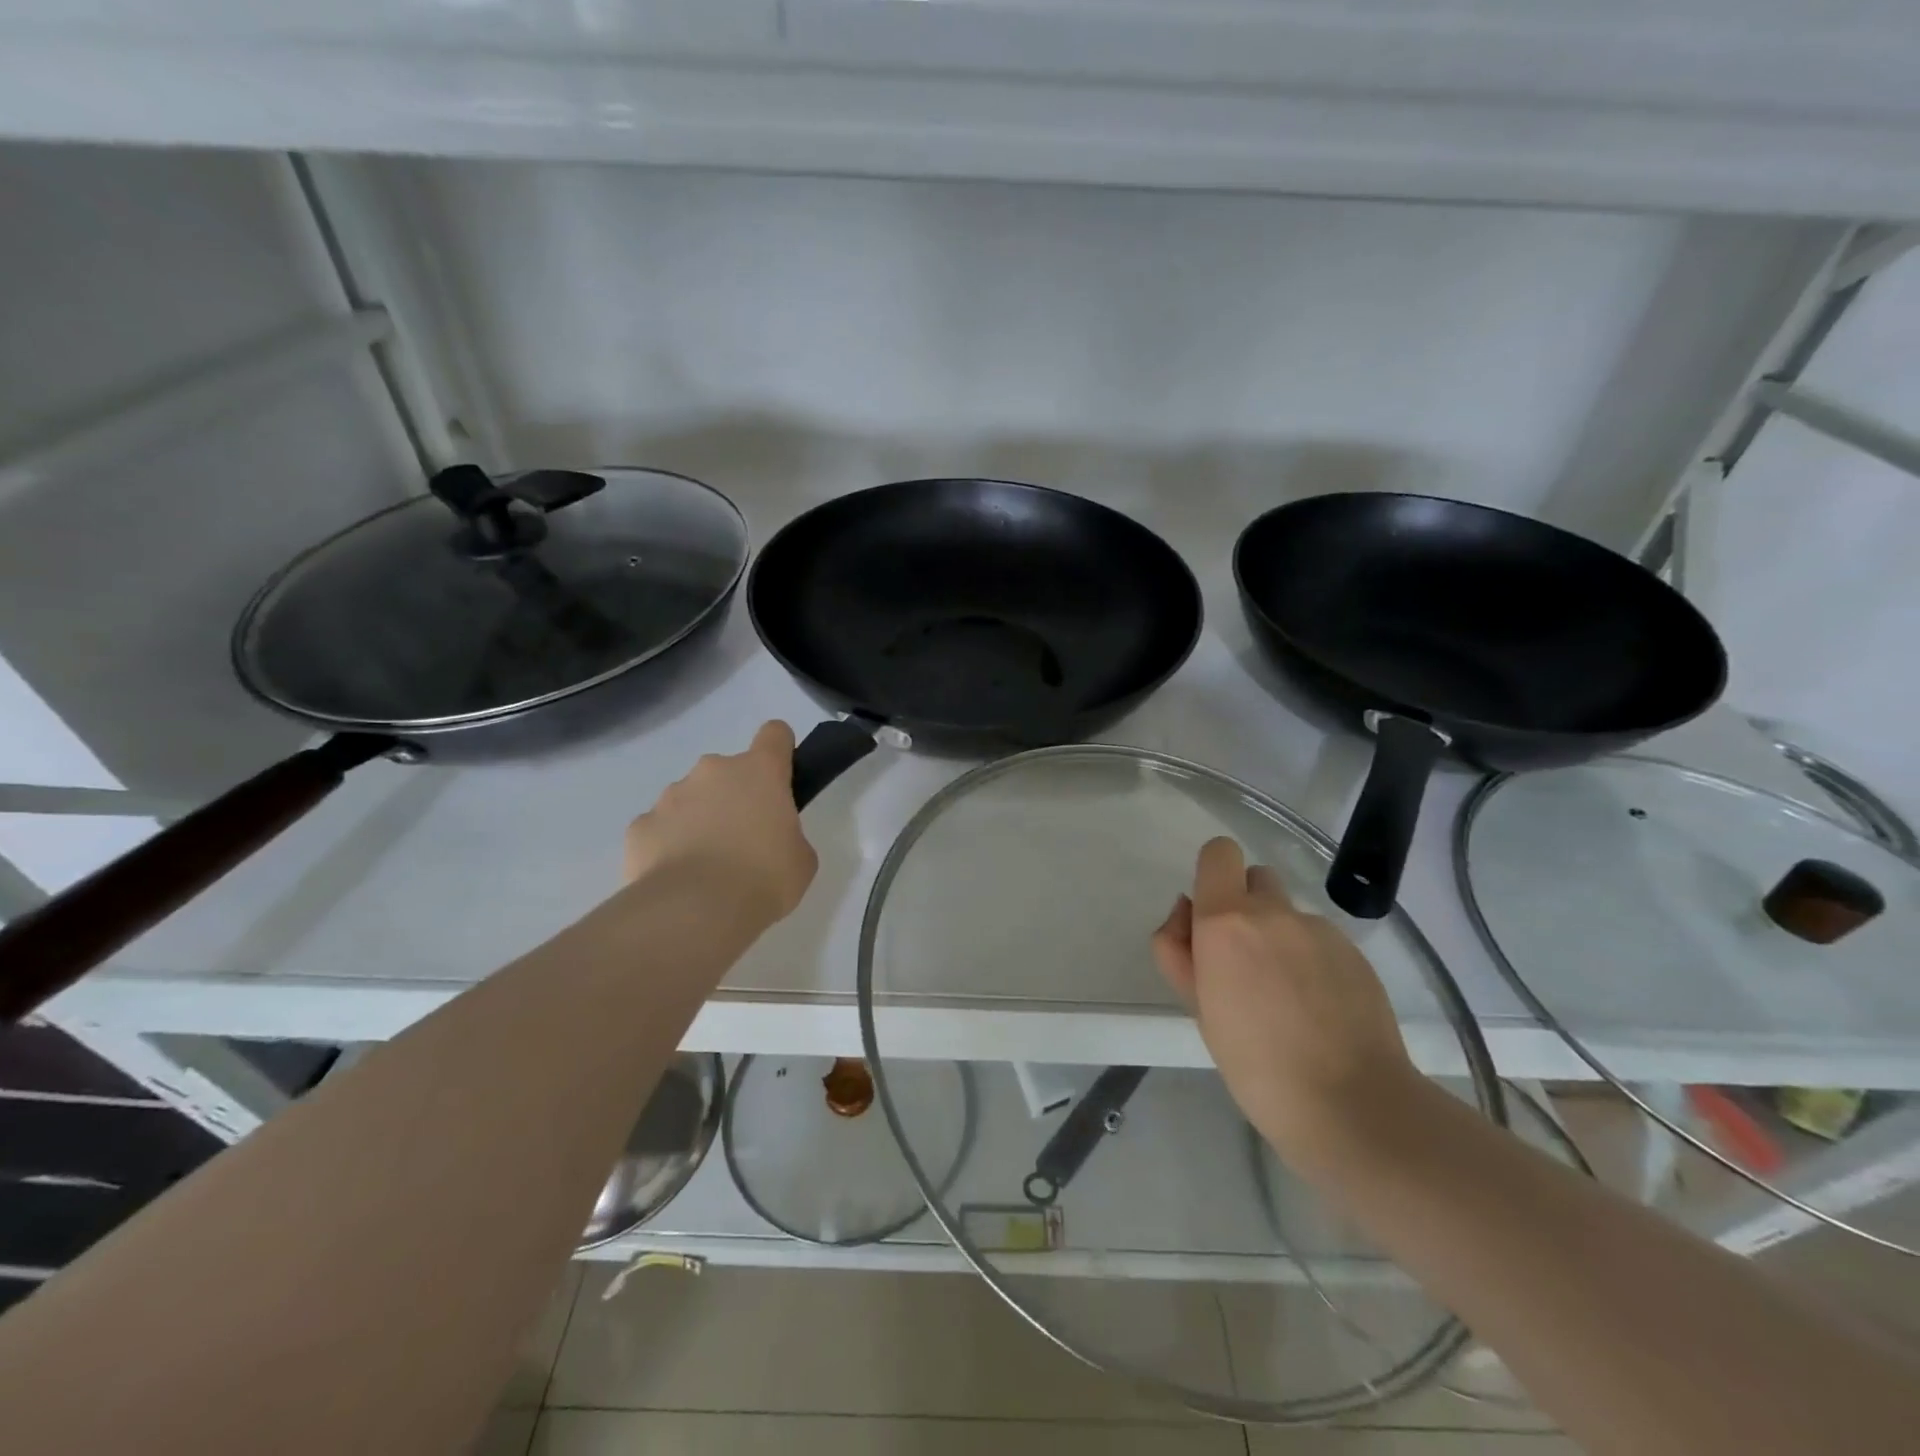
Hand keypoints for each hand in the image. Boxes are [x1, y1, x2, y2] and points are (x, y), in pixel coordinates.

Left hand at [624, 721, 817, 924]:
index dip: (779, 751)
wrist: (694, 911)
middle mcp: (713, 771)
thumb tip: (769, 839)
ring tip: (706, 868)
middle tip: (744, 841)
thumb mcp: (801, 859)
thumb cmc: (764, 878)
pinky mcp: (639, 826)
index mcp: (760, 772)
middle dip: (735, 797)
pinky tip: (678, 878)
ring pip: (690, 798)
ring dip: (700, 820)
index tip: (780, 779)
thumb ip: (788, 835)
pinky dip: (668, 845)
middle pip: (728, 771)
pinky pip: (660, 828)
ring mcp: (670, 796)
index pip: (775, 735)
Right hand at [1152, 836, 1416, 1165]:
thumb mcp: (1197, 1007)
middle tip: (1244, 963)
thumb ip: (1178, 949)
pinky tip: (1319, 1009)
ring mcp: (1320, 930)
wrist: (1351, 1105)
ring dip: (1279, 936)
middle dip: (1245, 907)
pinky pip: (1320, 940)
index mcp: (1225, 921)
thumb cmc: (1255, 1064)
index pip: (1219, 853)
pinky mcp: (1355, 952)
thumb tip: (1186, 911)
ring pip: (1288, 913)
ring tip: (1286, 996)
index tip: (1211, 918)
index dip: (1213, 875)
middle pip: (1255, 878)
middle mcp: (1273, 912)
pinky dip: (1312, 960)